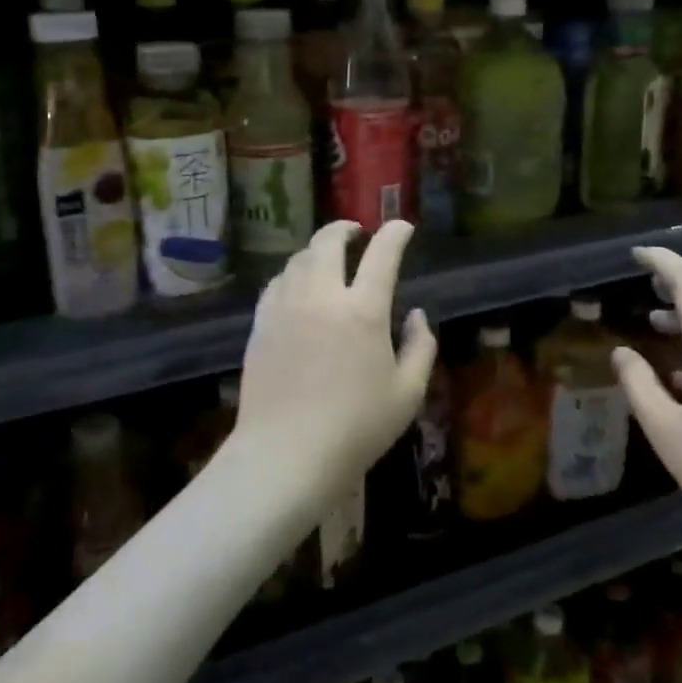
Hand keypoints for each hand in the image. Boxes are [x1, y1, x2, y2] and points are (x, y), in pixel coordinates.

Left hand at [233, 220, 437, 510]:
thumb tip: (417, 315)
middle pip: (328, 243)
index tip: (402, 227)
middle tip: (356, 232)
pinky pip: (276, 284)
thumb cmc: (356, 428)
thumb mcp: (407, 394)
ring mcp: (286, 308)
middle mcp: (322, 297)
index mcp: (364, 311)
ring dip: (316, 250)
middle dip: (344, 229)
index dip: (395, 234)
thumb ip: (420, 347)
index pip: (382, 255)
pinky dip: (291, 274)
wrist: (285, 455)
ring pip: (298, 259)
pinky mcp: (260, 325)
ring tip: (327, 258)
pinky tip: (296, 286)